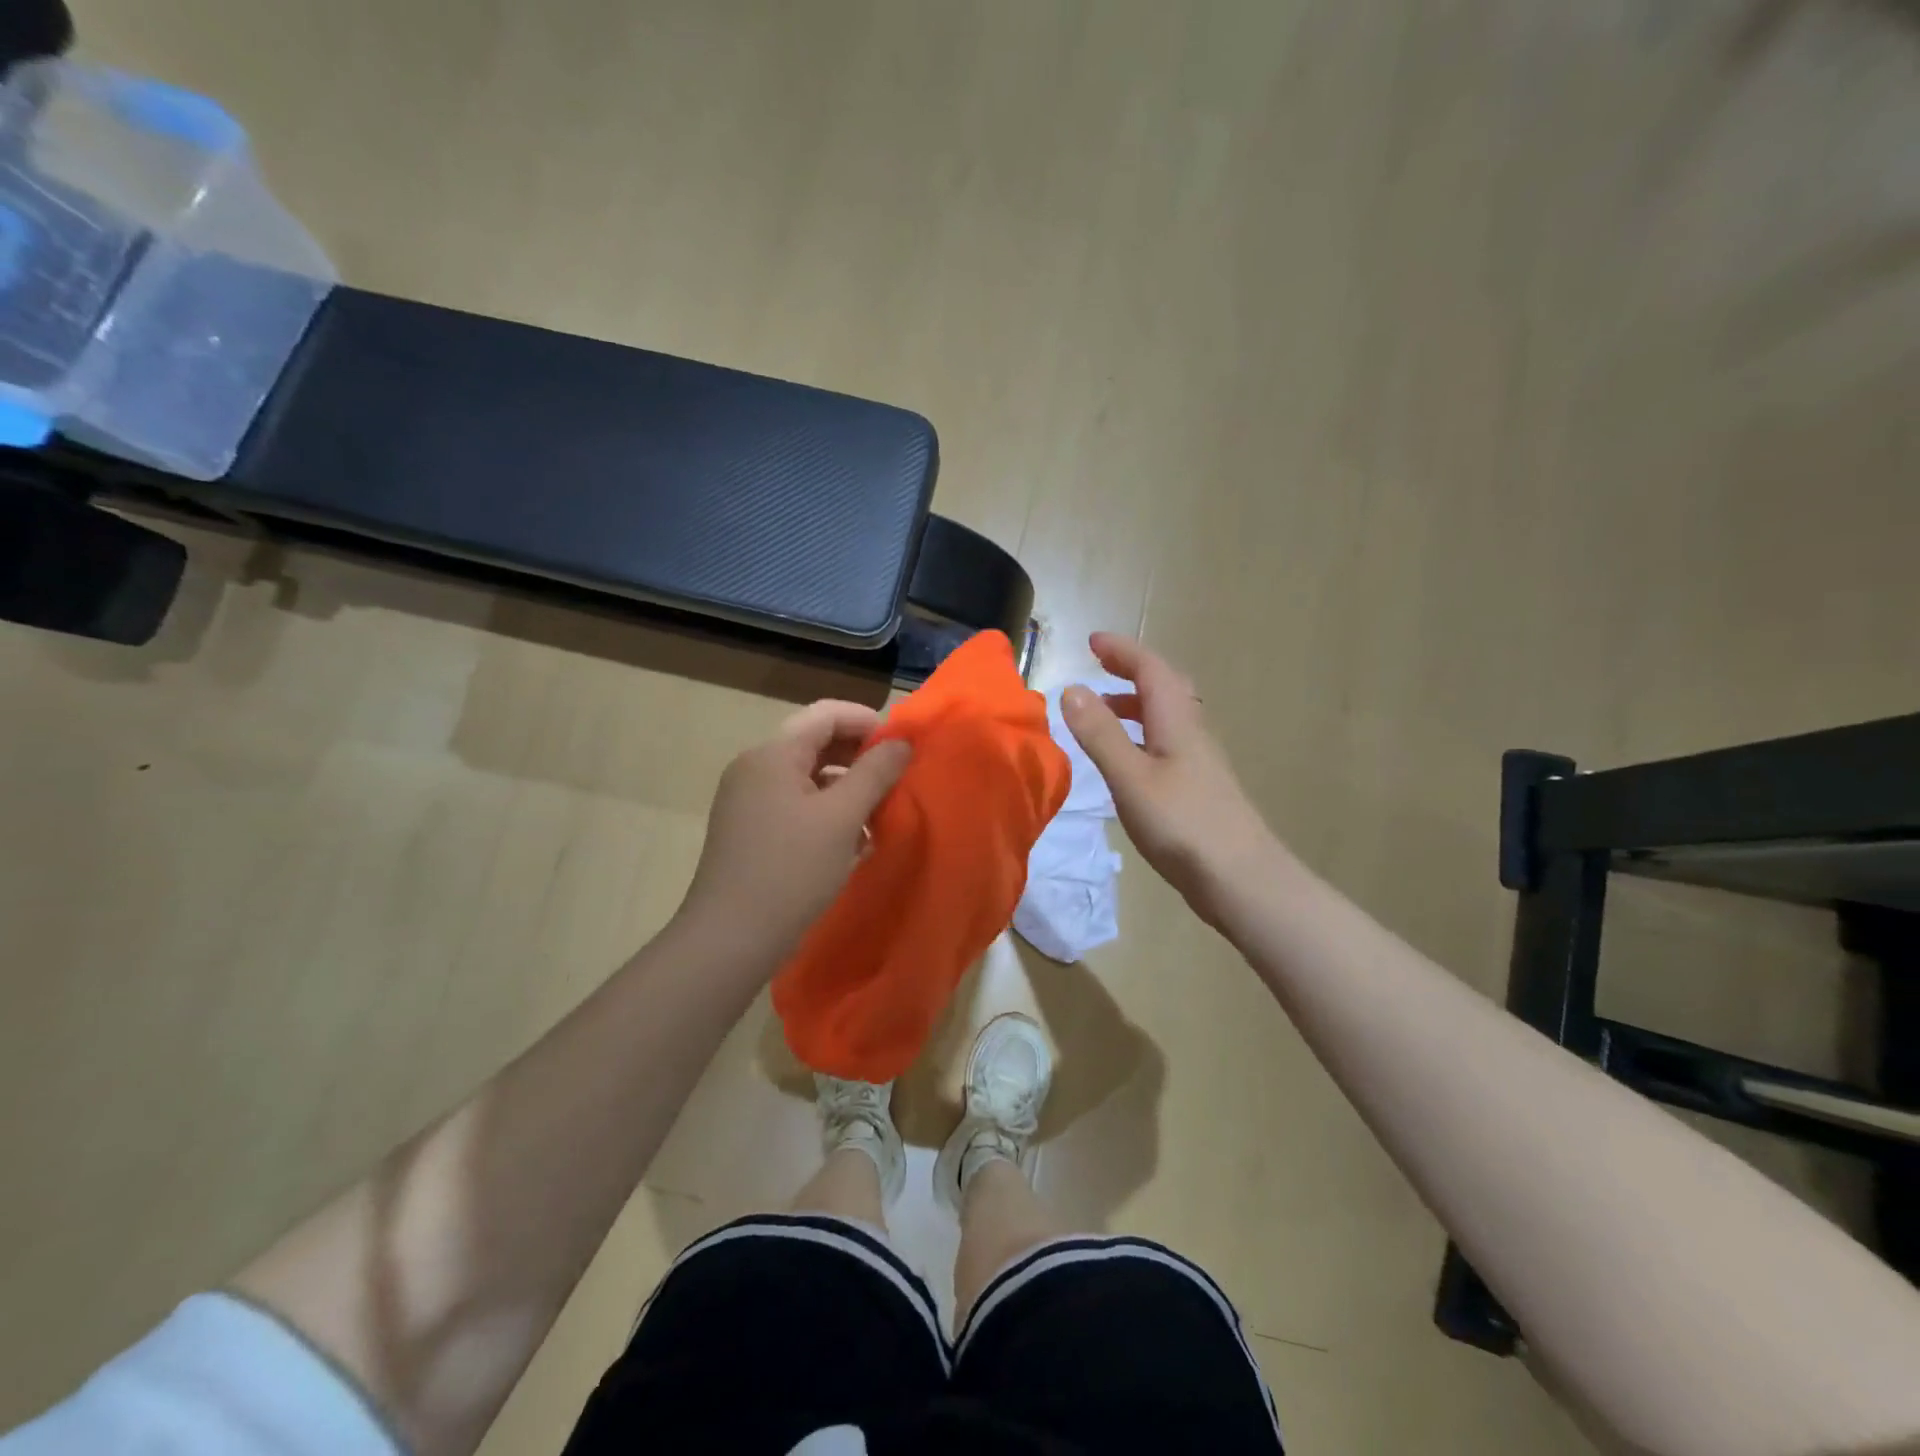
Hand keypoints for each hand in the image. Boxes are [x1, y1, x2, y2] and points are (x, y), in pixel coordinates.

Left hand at [678, 700, 911, 960]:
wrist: (729, 940)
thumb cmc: (791, 871)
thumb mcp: (842, 818)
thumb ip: (876, 772)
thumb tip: (901, 742)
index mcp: (773, 754)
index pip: (826, 714)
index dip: (868, 722)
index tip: (902, 748)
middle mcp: (755, 768)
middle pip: (815, 743)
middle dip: (860, 757)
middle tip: (896, 781)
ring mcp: (747, 801)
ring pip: (807, 777)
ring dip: (846, 788)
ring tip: (879, 815)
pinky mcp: (749, 830)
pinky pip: (795, 805)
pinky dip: (826, 812)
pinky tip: (851, 842)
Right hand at [1061, 633, 1274, 930]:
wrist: (1241, 878)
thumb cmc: (1182, 823)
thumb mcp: (1130, 777)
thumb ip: (1100, 734)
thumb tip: (1072, 688)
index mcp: (1177, 720)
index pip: (1151, 669)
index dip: (1122, 651)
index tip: (1092, 641)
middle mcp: (1191, 732)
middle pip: (1163, 687)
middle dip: (1130, 671)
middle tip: (1098, 667)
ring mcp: (1198, 761)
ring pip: (1166, 717)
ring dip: (1134, 704)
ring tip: (1100, 713)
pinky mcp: (1198, 788)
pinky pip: (1165, 742)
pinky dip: (1140, 735)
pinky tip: (1125, 761)